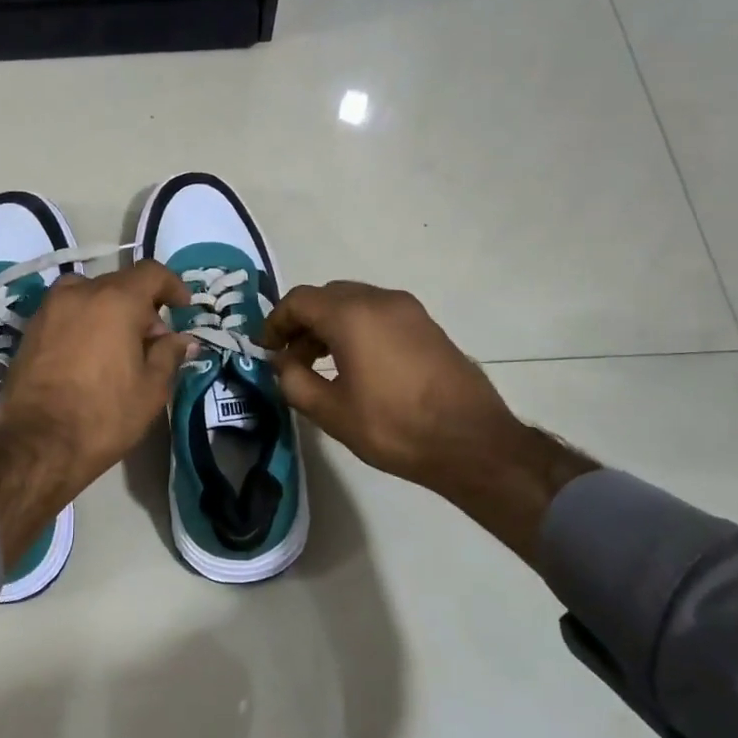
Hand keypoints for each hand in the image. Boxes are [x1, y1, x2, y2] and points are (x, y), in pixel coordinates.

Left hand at [0, 262, 193, 566]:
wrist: (38, 444)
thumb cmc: (104, 415)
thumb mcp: (152, 388)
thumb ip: (169, 354)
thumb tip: (183, 338)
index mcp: (114, 300)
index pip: (151, 273)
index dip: (172, 286)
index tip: (184, 307)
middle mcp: (78, 293)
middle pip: (119, 284)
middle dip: (142, 306)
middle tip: (154, 342)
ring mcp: (48, 309)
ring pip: (89, 296)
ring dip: (109, 312)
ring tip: (119, 348)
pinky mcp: (29, 330)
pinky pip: (66, 314)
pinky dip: (84, 323)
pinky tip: (90, 356)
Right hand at [264, 281, 596, 558]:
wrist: (472, 442)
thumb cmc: (394, 427)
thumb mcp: (331, 412)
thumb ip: (294, 381)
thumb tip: (281, 364)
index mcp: (352, 315)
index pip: (299, 300)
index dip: (275, 322)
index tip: (266, 349)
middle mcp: (380, 300)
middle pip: (326, 296)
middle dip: (301, 321)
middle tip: (289, 357)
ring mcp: (408, 310)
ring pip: (354, 302)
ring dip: (329, 324)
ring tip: (319, 363)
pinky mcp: (426, 325)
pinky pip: (378, 313)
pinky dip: (356, 328)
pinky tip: (355, 363)